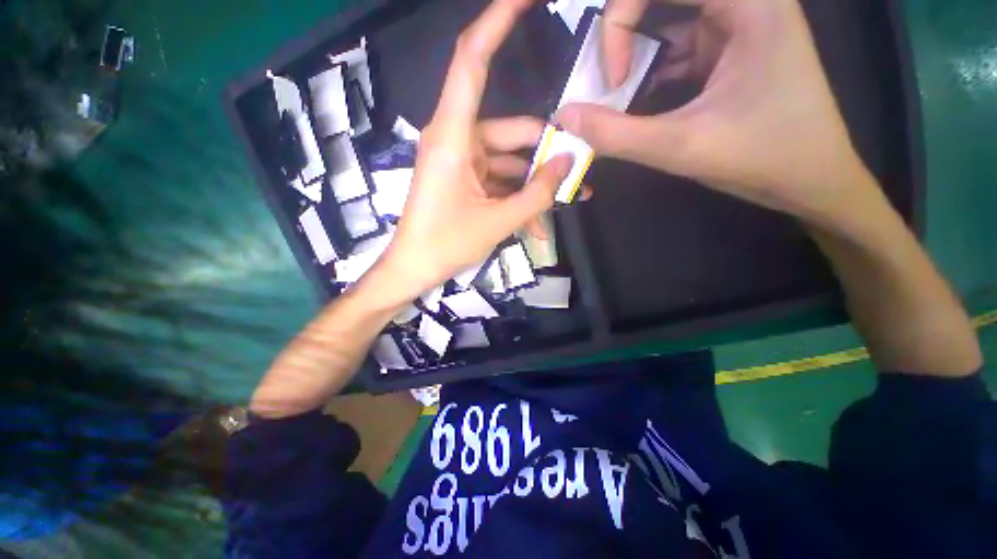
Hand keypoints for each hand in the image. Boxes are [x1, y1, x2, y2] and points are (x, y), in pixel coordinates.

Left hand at [381, 0, 571, 297]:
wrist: (414, 269)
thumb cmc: (446, 245)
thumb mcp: (498, 222)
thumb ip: (537, 193)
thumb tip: (568, 163)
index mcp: (453, 137)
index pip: (472, 61)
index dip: (498, 21)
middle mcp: (456, 141)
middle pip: (511, 131)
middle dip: (545, 153)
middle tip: (577, 173)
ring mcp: (460, 164)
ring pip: (508, 161)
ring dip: (535, 184)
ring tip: (564, 203)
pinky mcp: (463, 182)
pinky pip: (498, 182)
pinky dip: (517, 199)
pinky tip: (538, 225)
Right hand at [557, 0, 871, 224]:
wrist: (812, 182)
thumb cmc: (763, 158)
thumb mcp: (681, 148)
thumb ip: (616, 134)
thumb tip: (565, 118)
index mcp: (749, 3)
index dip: (621, 18)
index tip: (613, 78)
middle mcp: (745, 2)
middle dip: (624, 34)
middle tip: (604, 76)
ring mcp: (737, 26)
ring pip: (667, 24)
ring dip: (634, 60)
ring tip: (613, 96)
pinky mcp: (728, 53)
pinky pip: (676, 50)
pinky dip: (649, 75)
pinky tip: (636, 102)